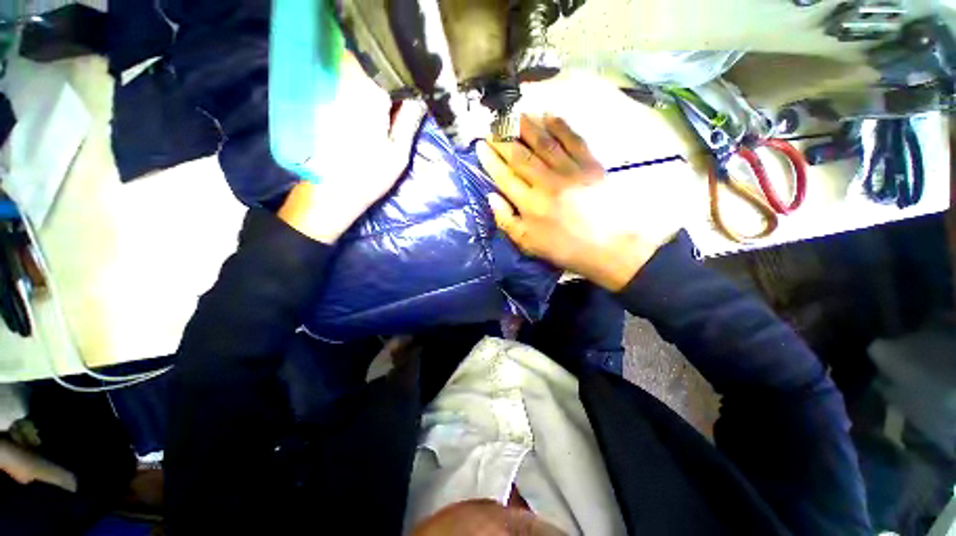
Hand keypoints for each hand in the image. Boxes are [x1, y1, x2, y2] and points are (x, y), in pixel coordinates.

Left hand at [278, 51, 426, 243]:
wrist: (330, 192)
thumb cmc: (368, 176)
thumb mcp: (398, 153)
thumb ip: (410, 120)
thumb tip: (421, 97)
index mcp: (368, 94)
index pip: (392, 67)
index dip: (408, 75)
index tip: (418, 90)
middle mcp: (346, 82)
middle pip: (374, 63)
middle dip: (393, 77)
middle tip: (405, 100)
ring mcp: (331, 89)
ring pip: (360, 69)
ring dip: (378, 82)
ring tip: (390, 105)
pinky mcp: (324, 99)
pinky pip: (347, 81)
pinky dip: (363, 89)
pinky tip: (371, 109)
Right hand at [477, 115, 676, 290]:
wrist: (610, 246)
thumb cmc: (565, 248)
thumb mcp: (528, 244)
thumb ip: (507, 220)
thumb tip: (491, 196)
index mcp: (529, 204)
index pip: (504, 176)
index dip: (490, 159)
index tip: (480, 146)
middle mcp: (546, 182)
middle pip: (520, 154)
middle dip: (503, 138)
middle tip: (492, 125)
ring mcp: (569, 170)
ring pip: (543, 141)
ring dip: (527, 125)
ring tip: (514, 114)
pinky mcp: (590, 164)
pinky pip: (572, 138)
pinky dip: (559, 124)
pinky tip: (548, 114)